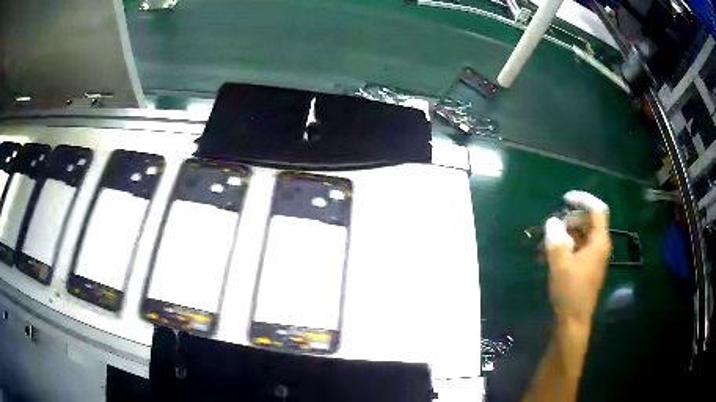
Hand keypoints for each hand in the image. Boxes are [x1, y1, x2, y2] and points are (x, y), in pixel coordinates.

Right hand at [544, 191, 610, 326]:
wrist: (573, 322)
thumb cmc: (570, 292)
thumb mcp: (560, 264)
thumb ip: (556, 240)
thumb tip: (552, 222)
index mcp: (599, 242)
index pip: (597, 210)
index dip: (583, 199)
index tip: (565, 199)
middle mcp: (600, 247)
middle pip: (588, 222)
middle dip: (569, 220)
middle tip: (552, 227)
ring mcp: (594, 258)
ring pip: (582, 236)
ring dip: (565, 235)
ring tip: (547, 244)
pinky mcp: (587, 268)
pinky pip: (579, 249)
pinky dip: (566, 247)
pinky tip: (550, 256)